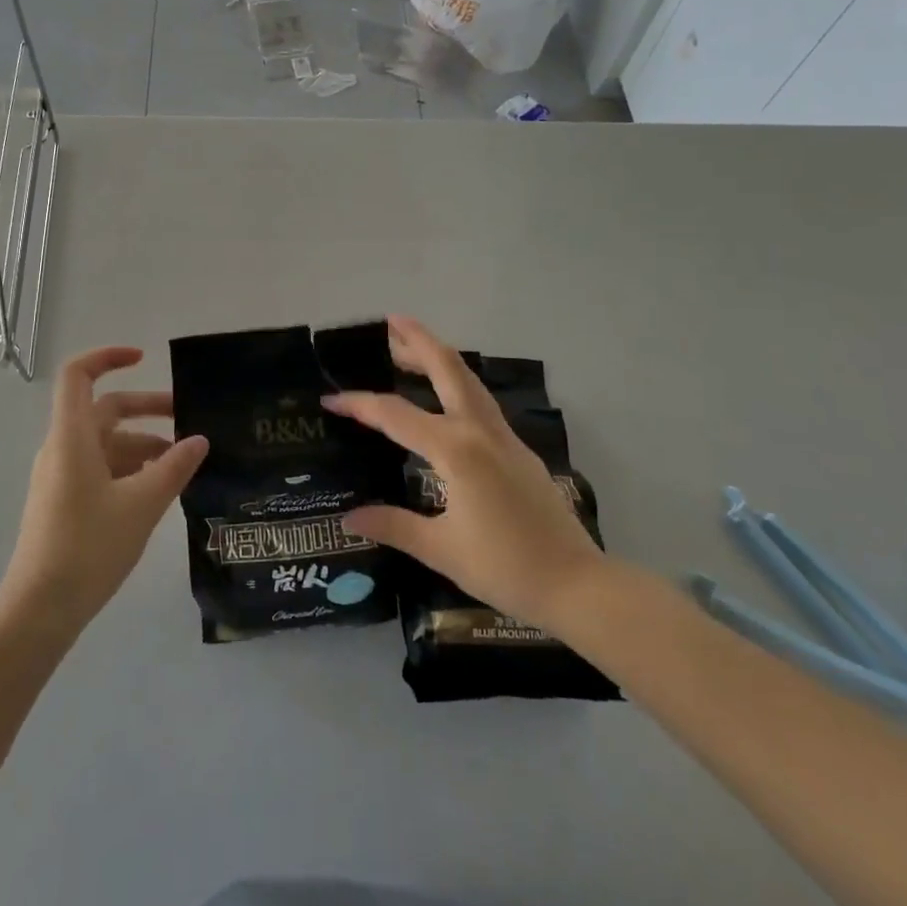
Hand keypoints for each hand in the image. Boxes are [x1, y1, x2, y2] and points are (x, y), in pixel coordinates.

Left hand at [0, 347, 208, 632]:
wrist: (39, 610)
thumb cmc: (89, 546)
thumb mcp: (142, 504)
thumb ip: (174, 467)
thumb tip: (200, 440)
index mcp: (72, 436)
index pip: (78, 375)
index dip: (108, 357)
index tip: (144, 358)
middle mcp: (63, 448)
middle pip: (104, 410)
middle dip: (146, 409)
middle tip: (188, 418)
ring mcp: (61, 476)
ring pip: (106, 443)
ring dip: (143, 444)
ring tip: (182, 464)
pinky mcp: (64, 501)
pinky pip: (101, 468)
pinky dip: (130, 468)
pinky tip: (158, 490)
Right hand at [325, 316, 603, 632]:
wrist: (576, 583)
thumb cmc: (505, 567)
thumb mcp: (441, 549)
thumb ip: (393, 526)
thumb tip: (349, 517)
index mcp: (455, 450)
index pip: (396, 415)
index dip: (360, 405)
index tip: (330, 400)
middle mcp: (479, 431)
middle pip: (447, 369)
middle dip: (419, 341)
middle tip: (391, 322)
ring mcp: (504, 437)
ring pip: (469, 380)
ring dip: (440, 357)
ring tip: (412, 348)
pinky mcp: (518, 450)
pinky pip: (481, 401)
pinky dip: (458, 383)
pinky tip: (447, 396)